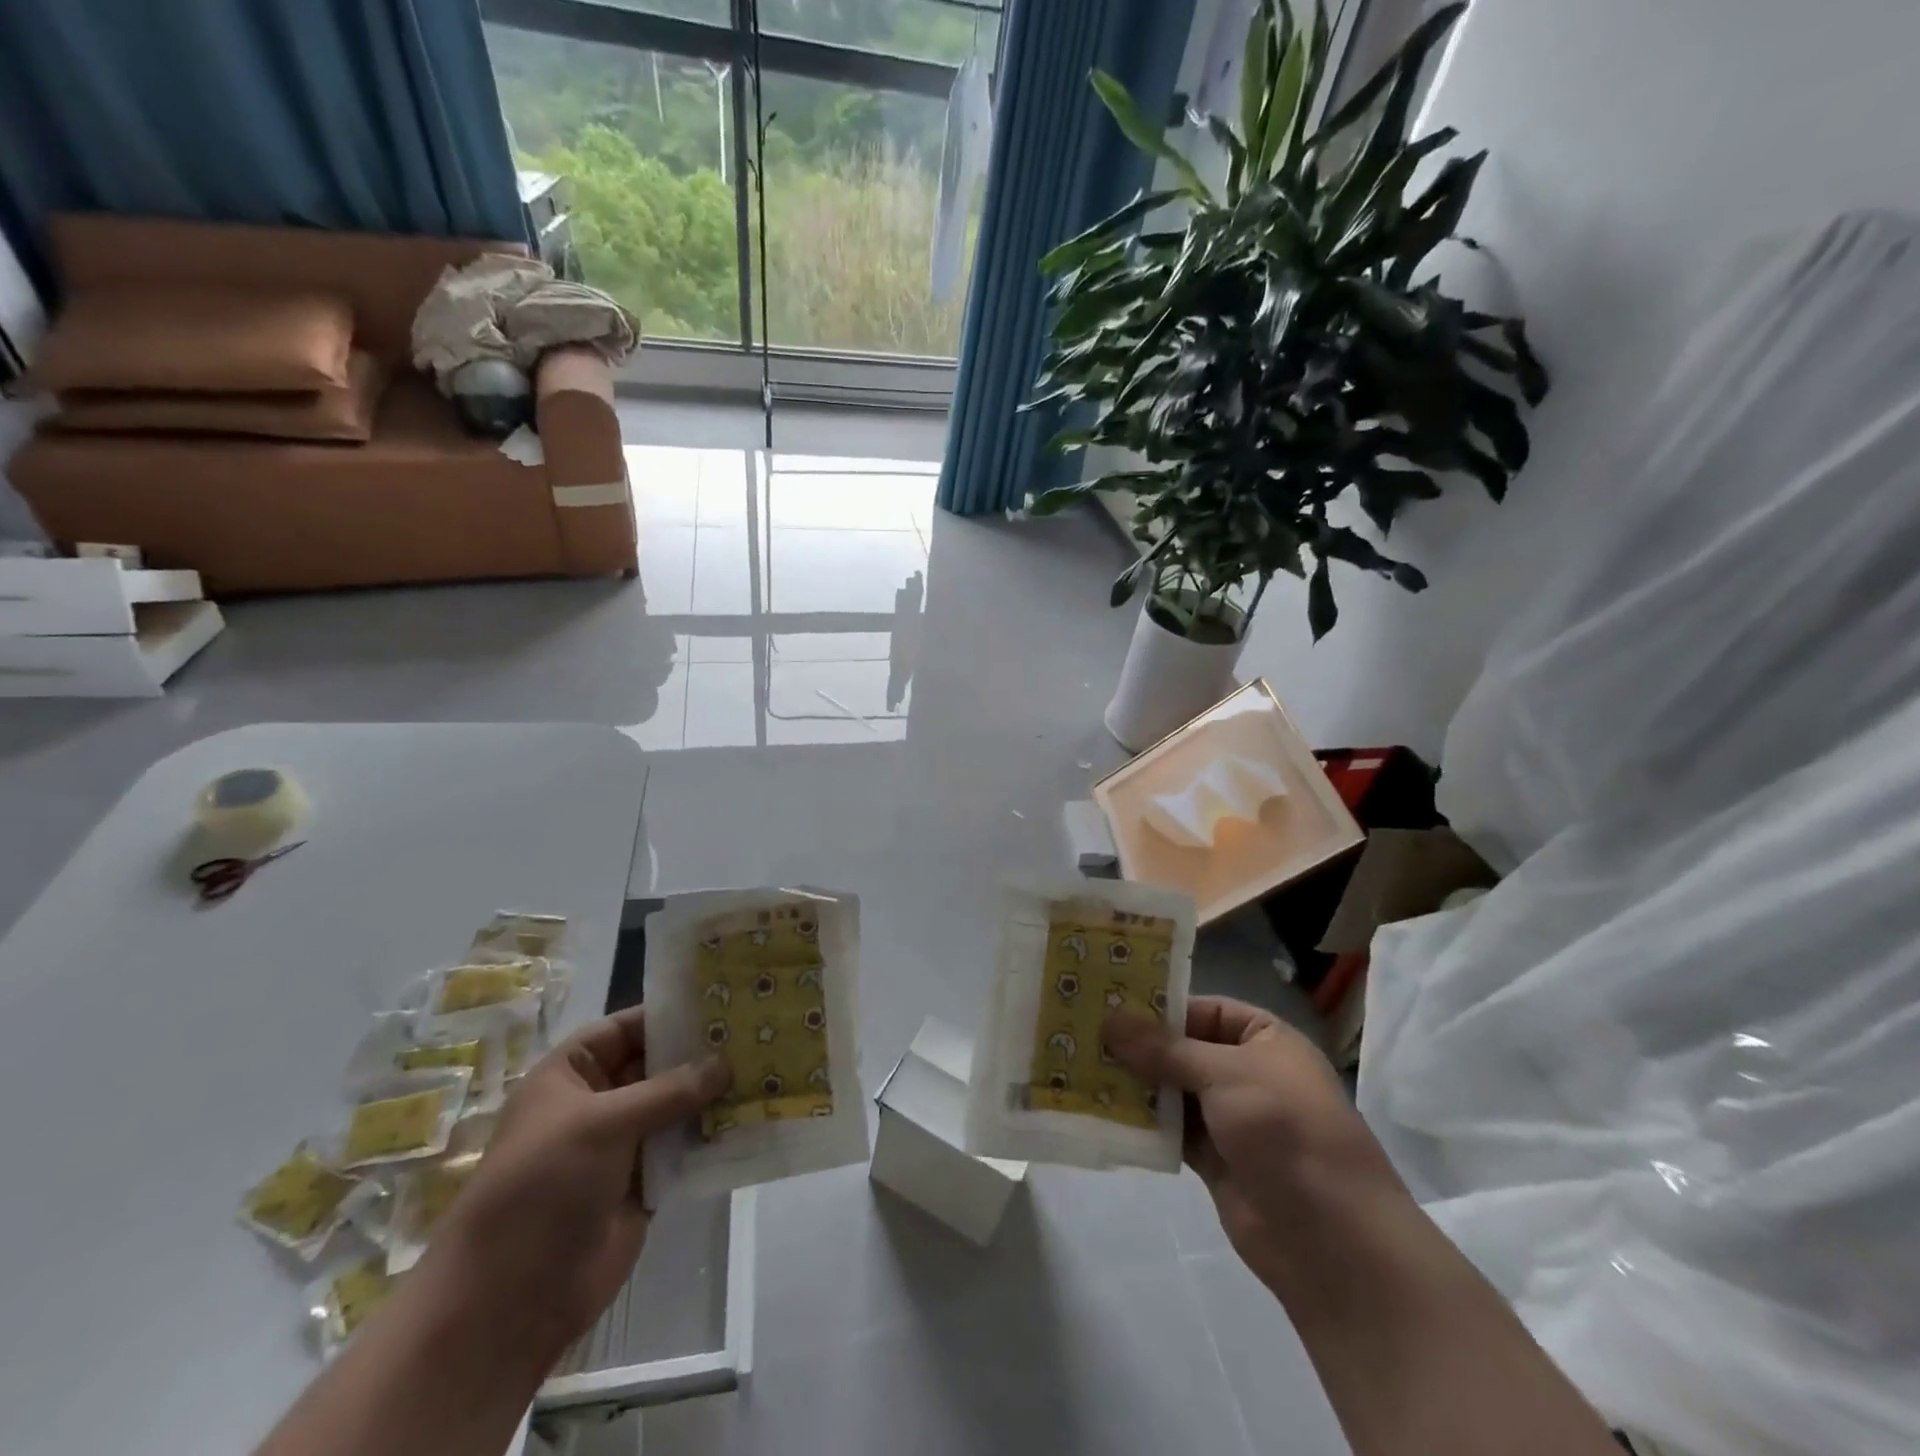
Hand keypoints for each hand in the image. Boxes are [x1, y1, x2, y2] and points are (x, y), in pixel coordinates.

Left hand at [425, 1006, 729, 1365]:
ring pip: (676, 1107)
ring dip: (712, 1094)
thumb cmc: (543, 1185)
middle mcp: (598, 1103)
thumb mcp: (602, 1123)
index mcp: (570, 1075)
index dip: (668, 1014)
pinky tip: (752, 1117)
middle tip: (755, 1033)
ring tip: (765, 1069)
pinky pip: (684, 1148)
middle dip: (700, 1053)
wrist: (510, 1300)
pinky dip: (712, 1135)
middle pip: (657, 1065)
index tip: (722, 1000)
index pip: (625, 1028)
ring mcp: (622, 1145)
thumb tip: (726, 1063)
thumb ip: (668, 1090)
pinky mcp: (644, 1183)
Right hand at [1103, 996, 1407, 1290]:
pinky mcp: (1214, 1159)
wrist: (1331, 1241)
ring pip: (1172, 1090)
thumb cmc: (1285, 1130)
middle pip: (1183, 1049)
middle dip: (1138, 1046)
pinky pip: (1171, 1129)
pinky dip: (1142, 1121)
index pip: (1204, 1010)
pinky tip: (1101, 1109)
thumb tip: (1109, 1018)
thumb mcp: (1225, 1074)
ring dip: (1134, 1083)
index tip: (1109, 1003)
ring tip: (1080, 1066)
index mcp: (1265, 1040)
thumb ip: (1164, 1048)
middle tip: (1083, 1033)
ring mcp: (1231, 1118)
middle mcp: (1248, 1073)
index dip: (1160, 1007)